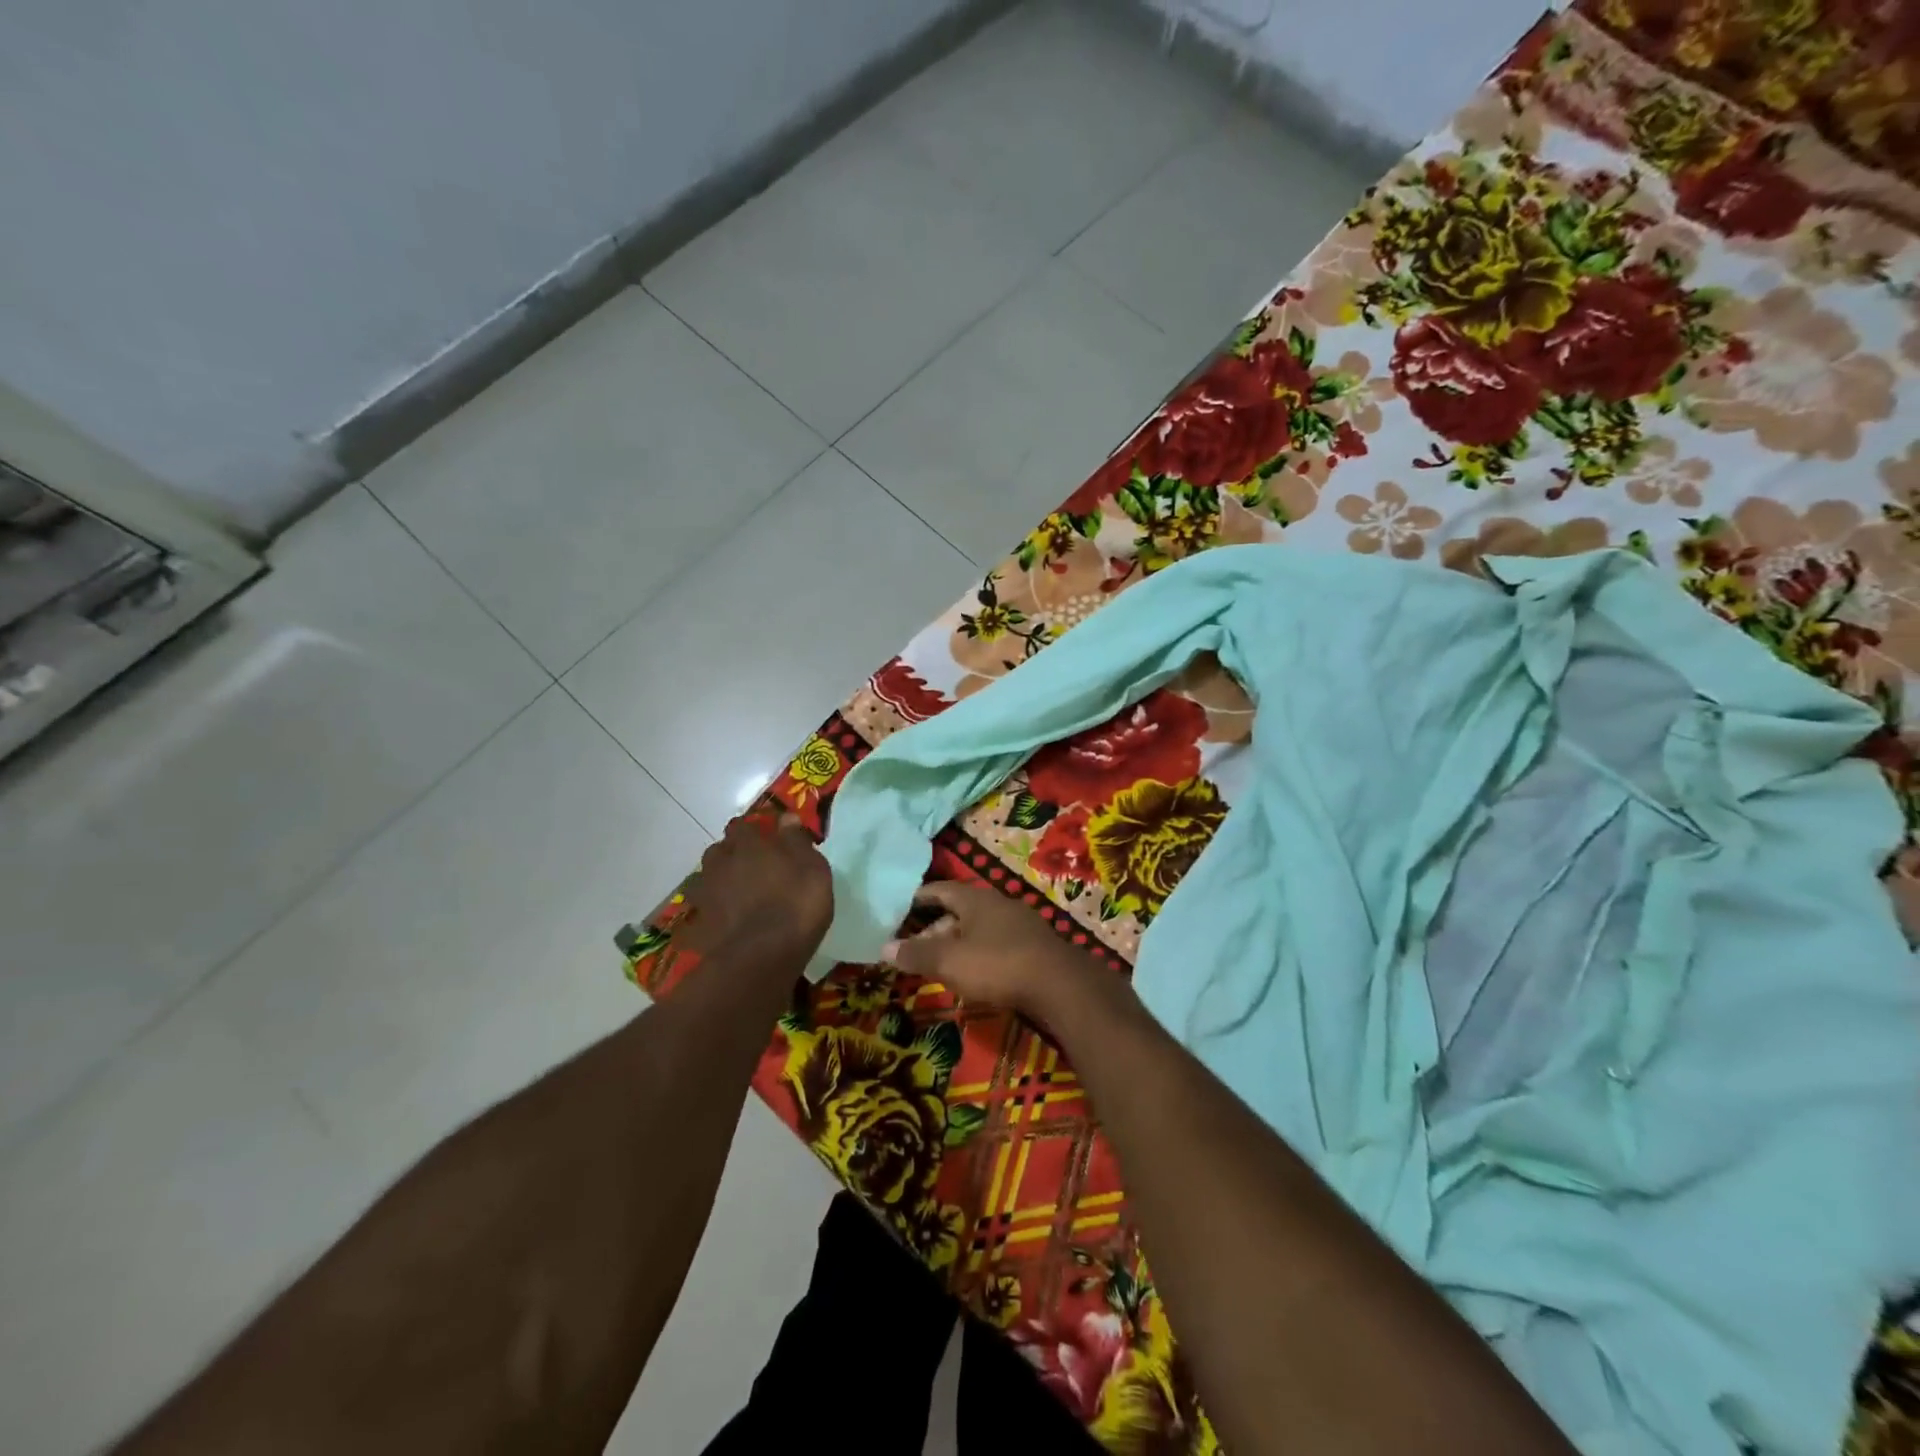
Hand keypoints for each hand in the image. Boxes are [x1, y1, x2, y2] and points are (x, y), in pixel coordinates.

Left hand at [681, 814, 832, 962]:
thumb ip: (797, 841)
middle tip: (754, 866)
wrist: (760, 958)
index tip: (767, 839)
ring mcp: (706, 894)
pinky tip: (729, 919)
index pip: (743, 826)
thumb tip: (786, 818)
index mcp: (749, 845)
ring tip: (740, 893)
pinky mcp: (699, 923)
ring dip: (722, 880)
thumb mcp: (813, 870)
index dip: (754, 830)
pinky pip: (706, 909)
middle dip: (733, 853)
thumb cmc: (795, 906)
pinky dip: (715, 910)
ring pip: (710, 877)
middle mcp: (722, 863)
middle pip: (721, 850)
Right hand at [882, 880, 1122, 1025]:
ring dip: (959, 944)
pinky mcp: (1035, 947)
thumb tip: (883, 948)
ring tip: (942, 964)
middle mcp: (999, 904)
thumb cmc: (997, 964)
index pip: (940, 890)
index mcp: (976, 898)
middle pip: (960, 910)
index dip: (919, 898)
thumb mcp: (949, 961)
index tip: (901, 907)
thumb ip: (916, 954)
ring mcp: (1021, 924)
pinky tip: (976, 974)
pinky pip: (998, 944)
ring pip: (980, 928)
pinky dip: (980, 955)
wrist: (1059, 985)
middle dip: (936, 928)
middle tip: (916, 948)